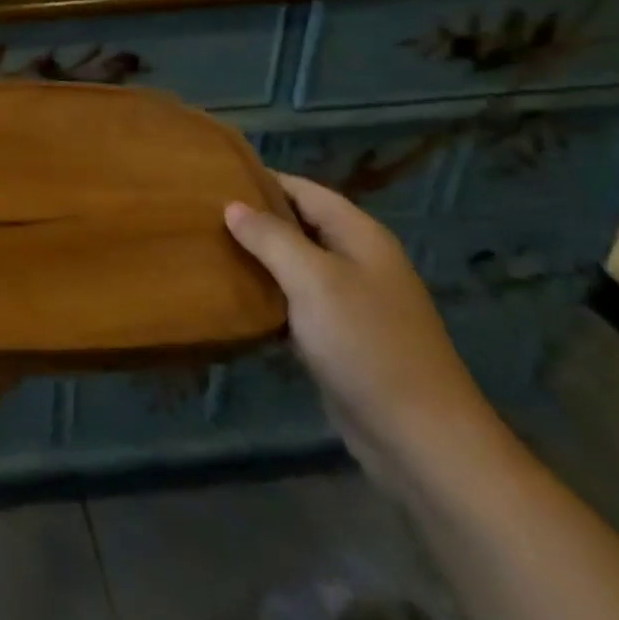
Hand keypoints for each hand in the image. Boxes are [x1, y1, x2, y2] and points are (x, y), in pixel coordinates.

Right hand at [225, 174, 506, 492]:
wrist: (421, 441)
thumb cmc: (366, 344)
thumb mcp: (313, 279)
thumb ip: (270, 237)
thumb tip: (232, 206)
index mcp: (359, 235)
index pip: (302, 189)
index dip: (259, 180)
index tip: (211, 178)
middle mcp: (357, 260)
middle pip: (297, 225)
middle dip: (252, 219)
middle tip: (198, 214)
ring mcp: (350, 302)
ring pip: (292, 265)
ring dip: (255, 259)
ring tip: (204, 248)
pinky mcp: (339, 338)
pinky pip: (294, 302)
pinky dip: (266, 295)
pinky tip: (230, 296)